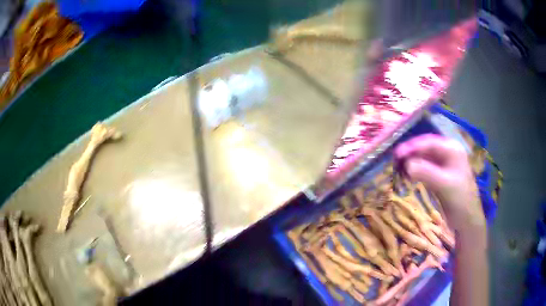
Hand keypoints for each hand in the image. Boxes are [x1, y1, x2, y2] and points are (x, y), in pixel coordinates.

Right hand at [394, 134, 484, 238]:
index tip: (397, 153)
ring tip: (399, 166)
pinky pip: (426, 167)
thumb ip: (426, 172)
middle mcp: (448, 152)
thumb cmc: (460, 199)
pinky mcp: (440, 175)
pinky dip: (416, 170)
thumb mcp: (444, 184)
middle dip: (411, 152)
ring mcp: (444, 164)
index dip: (412, 146)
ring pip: (425, 157)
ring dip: (412, 161)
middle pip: (426, 148)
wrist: (467, 219)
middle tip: (395, 159)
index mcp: (452, 149)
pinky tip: (408, 173)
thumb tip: (406, 165)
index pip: (429, 142)